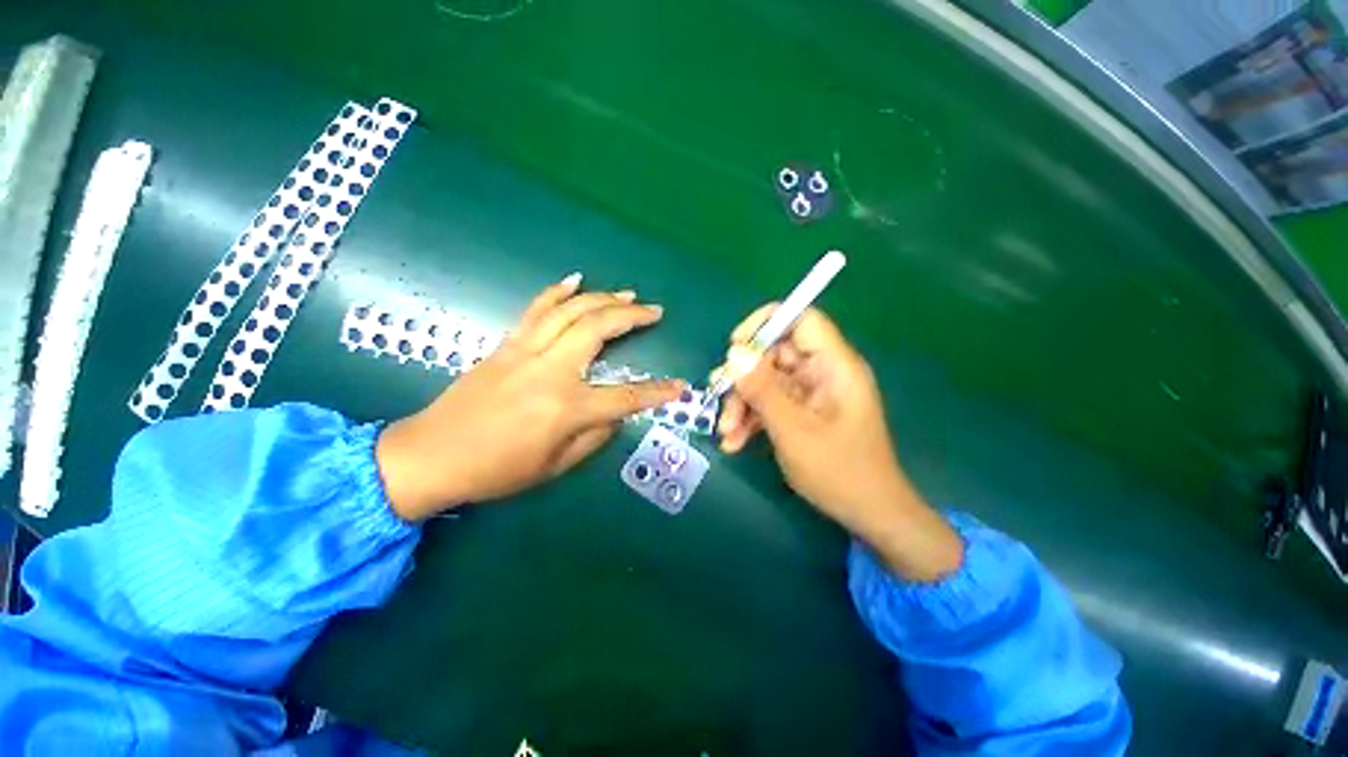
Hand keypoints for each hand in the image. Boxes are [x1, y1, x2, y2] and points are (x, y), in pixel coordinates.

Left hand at [376, 275, 684, 520]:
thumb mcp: (555, 466)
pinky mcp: (506, 345)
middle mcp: (550, 372)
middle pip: (598, 330)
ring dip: (602, 298)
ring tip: (627, 294)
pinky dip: (557, 292)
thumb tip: (615, 414)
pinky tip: (575, 280)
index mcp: (566, 409)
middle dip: (632, 317)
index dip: (657, 392)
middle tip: (654, 311)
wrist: (431, 455)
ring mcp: (525, 352)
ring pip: (570, 311)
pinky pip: (536, 310)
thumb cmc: (496, 471)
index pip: (626, 397)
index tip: (680, 387)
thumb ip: (593, 437)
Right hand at [716, 305, 961, 580]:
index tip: (734, 346)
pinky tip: (734, 442)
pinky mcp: (801, 411)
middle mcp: (821, 372)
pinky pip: (770, 402)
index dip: (765, 323)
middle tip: (720, 401)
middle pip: (773, 354)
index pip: (801, 319)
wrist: (868, 514)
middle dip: (742, 378)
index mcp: (833, 366)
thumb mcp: (794, 431)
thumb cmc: (839, 472)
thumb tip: (734, 353)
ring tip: (726, 433)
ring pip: (765, 381)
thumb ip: (763, 390)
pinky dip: (750, 419)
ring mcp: (810, 393)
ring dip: (741, 404)